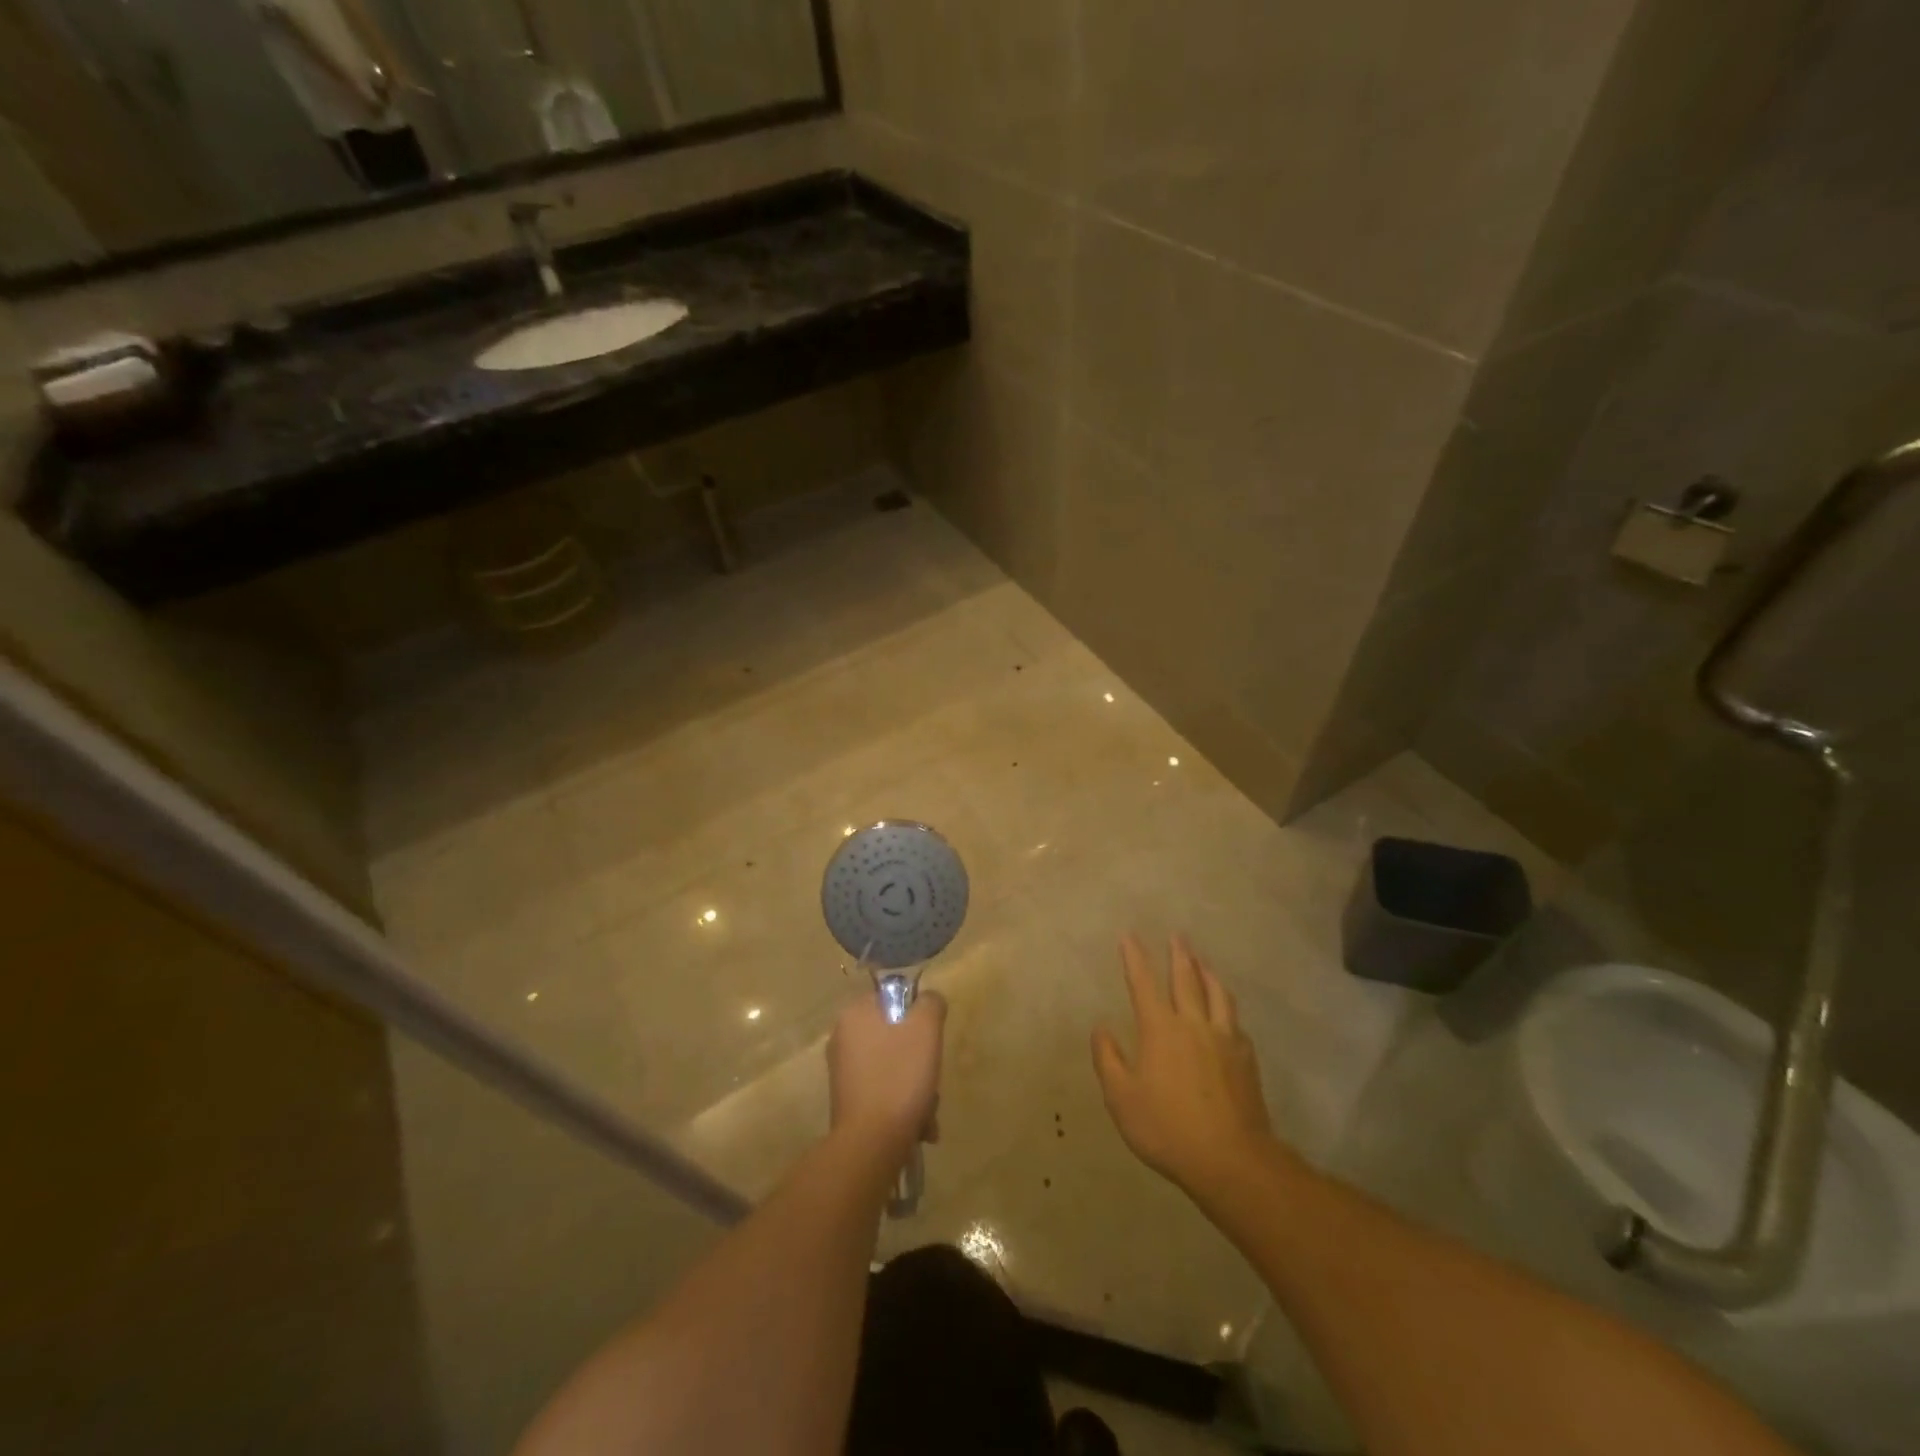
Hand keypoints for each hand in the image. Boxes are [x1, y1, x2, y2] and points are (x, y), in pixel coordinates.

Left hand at [828, 990, 945, 1157]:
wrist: (871, 1143)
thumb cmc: (899, 1078)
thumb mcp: (926, 1029)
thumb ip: (930, 1004)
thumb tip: (928, 1001)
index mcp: (855, 1013)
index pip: (894, 999)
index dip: (919, 1018)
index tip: (930, 1041)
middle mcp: (843, 1037)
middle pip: (896, 1036)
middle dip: (920, 1060)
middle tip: (932, 1081)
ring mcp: (843, 1071)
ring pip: (893, 1066)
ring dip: (916, 1087)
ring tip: (927, 1114)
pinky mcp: (848, 1100)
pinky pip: (883, 1089)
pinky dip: (901, 1104)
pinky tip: (917, 1126)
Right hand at [1093, 935, 1275, 1197]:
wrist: (1231, 1159)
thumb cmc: (1167, 1128)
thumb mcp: (1122, 1098)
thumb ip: (1108, 1060)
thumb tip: (1100, 1028)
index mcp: (1160, 1029)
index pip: (1143, 983)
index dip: (1135, 958)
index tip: (1129, 936)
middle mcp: (1193, 1024)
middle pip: (1186, 979)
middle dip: (1178, 955)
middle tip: (1177, 936)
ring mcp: (1224, 1039)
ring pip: (1217, 994)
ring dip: (1207, 973)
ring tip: (1203, 962)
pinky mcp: (1246, 1059)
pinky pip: (1234, 1021)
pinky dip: (1226, 1007)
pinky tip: (1226, 1012)